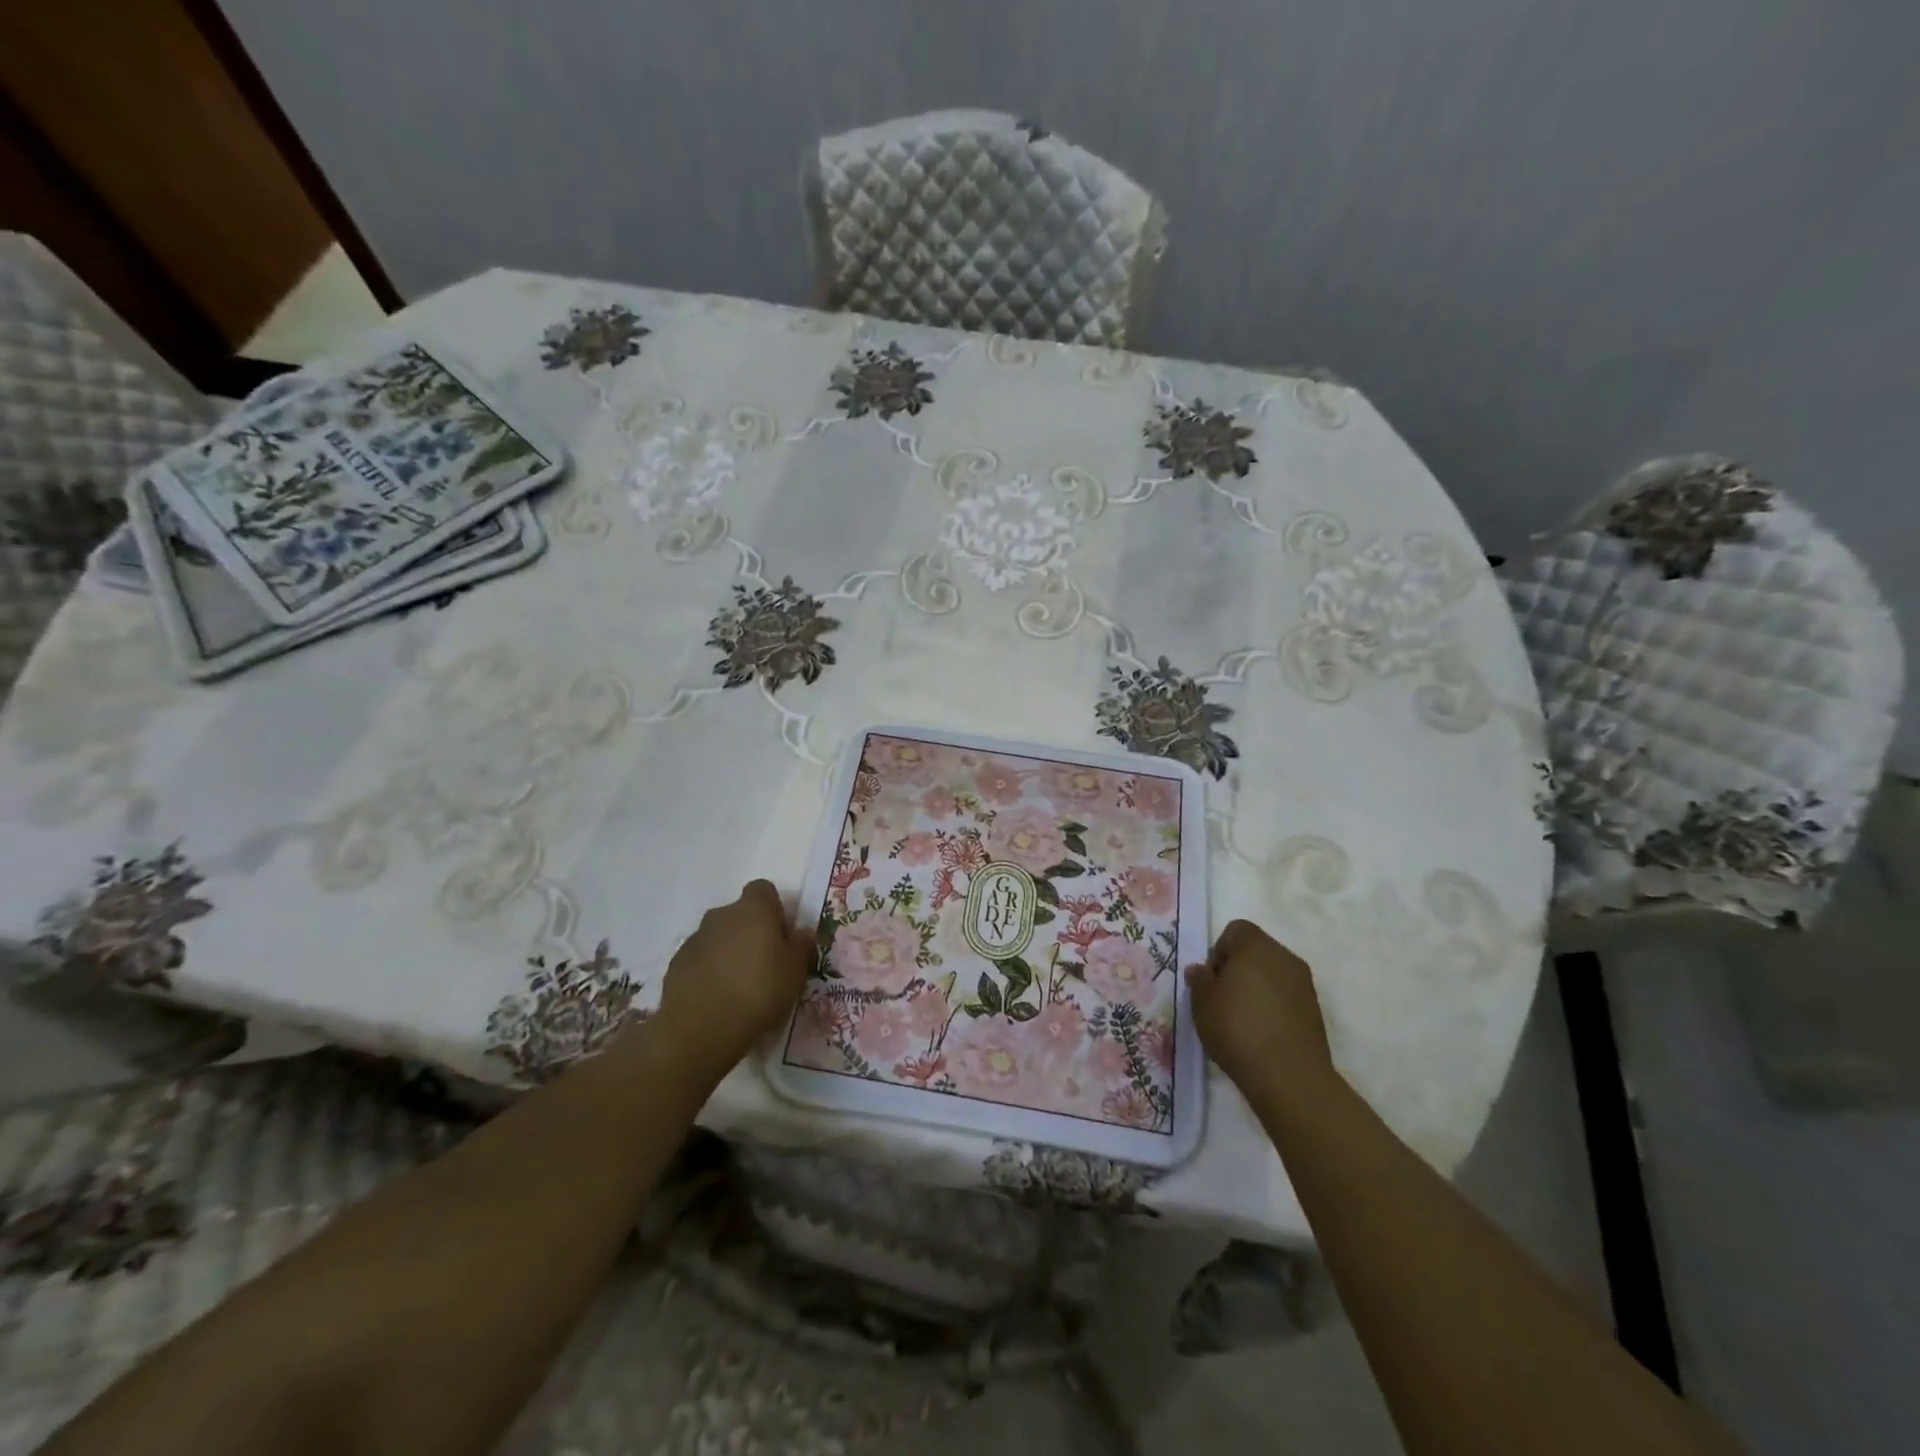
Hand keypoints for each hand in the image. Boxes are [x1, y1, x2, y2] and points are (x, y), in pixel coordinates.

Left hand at [655, 880, 812, 1070]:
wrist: (700, 1029)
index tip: (781, 937)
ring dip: (728, 952)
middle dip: (750, 933)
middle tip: (764, 965)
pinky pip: (699, 959)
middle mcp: (721, 915)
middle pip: (739, 914)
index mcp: (753, 910)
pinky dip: (708, 971)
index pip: (763, 890)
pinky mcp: (676, 964)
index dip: (774, 909)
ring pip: (718, 937)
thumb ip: (801, 945)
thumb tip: (800, 932)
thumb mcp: (795, 971)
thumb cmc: (759, 992)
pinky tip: (717, 999)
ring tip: (739, 988)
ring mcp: (694, 939)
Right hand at [1187, 920, 1335, 1103]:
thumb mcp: (1202, 1003)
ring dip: (1256, 988)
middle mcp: (1285, 957)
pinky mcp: (1315, 1011)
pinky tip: (1262, 1034)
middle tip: (1222, 1000)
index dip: (1218, 951)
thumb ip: (1199, 980)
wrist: (1289, 1077)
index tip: (1212, 981)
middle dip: (1237, 969)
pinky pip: (1287, 997)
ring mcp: (1304, 984)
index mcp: (1256, 947)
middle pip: (1256, 951)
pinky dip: (1273, 1006)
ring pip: (1273, 974)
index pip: (1236, 930)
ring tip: (1242, 1020)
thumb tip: (1201, 970)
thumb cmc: (1237, 1029)